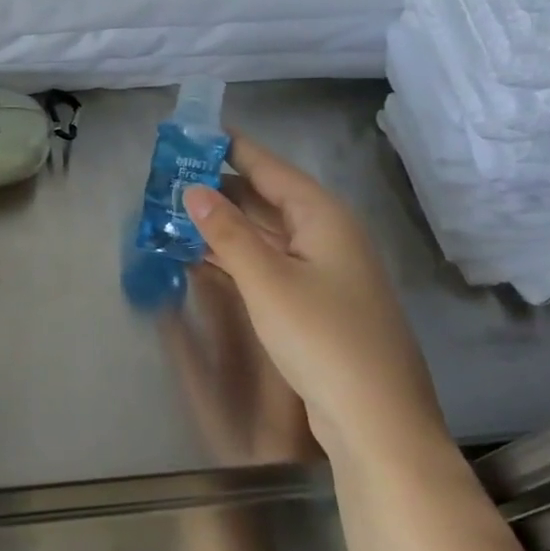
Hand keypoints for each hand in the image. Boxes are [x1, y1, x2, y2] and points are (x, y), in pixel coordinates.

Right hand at [182, 135, 443, 462]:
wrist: (376, 420)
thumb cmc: (322, 338)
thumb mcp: (267, 280)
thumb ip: (227, 232)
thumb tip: (193, 189)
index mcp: (323, 217)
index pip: (270, 167)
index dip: (232, 147)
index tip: (195, 130)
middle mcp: (327, 235)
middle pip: (268, 198)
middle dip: (221, 186)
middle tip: (172, 176)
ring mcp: (324, 270)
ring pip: (267, 232)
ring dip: (225, 222)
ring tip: (177, 210)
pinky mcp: (316, 301)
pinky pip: (270, 262)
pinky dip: (238, 254)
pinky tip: (204, 255)